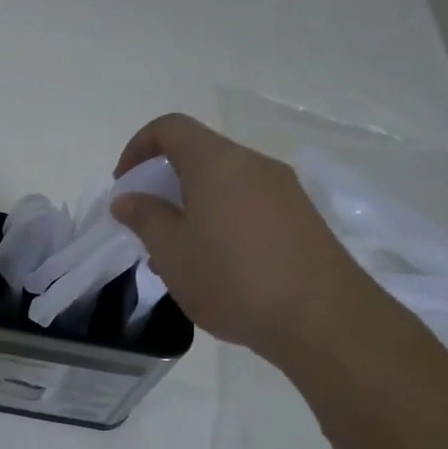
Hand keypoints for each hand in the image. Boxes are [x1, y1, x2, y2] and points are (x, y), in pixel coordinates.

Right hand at [110, 113, 385, 356]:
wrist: (323, 320)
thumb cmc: (233, 279)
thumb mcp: (172, 252)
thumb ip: (145, 218)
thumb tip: (128, 197)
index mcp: (217, 163)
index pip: (170, 128)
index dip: (137, 148)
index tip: (124, 187)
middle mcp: (254, 164)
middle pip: (199, 155)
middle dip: (164, 184)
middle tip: (148, 227)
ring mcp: (284, 190)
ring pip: (224, 183)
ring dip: (193, 207)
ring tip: (180, 255)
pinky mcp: (302, 218)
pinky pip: (249, 204)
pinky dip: (222, 220)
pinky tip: (219, 267)